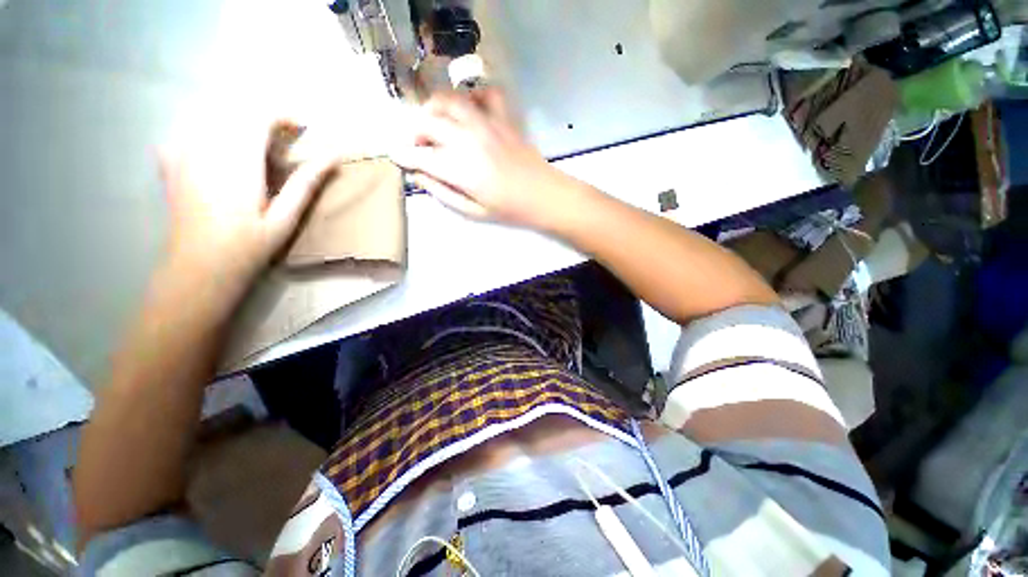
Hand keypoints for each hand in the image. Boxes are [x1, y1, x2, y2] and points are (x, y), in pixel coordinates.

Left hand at [160, 115, 336, 280]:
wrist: (199, 267)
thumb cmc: (248, 246)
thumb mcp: (285, 218)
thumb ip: (306, 183)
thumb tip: (333, 156)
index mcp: (238, 162)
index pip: (257, 116)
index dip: (281, 115)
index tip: (300, 128)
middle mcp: (206, 149)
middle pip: (233, 111)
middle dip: (261, 118)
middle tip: (281, 138)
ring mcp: (183, 155)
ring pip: (209, 117)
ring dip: (235, 122)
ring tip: (253, 143)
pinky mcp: (171, 165)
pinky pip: (185, 132)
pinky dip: (205, 133)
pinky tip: (216, 151)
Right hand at [391, 89, 582, 229]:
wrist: (544, 195)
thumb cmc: (509, 209)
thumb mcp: (473, 211)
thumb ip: (443, 193)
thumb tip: (419, 176)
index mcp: (459, 168)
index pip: (418, 155)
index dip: (403, 156)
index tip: (398, 158)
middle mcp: (467, 139)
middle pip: (426, 121)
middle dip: (414, 133)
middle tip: (420, 147)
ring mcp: (487, 123)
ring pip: (449, 100)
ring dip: (435, 109)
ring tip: (438, 126)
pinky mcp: (503, 117)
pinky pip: (484, 93)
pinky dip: (472, 97)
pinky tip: (471, 112)